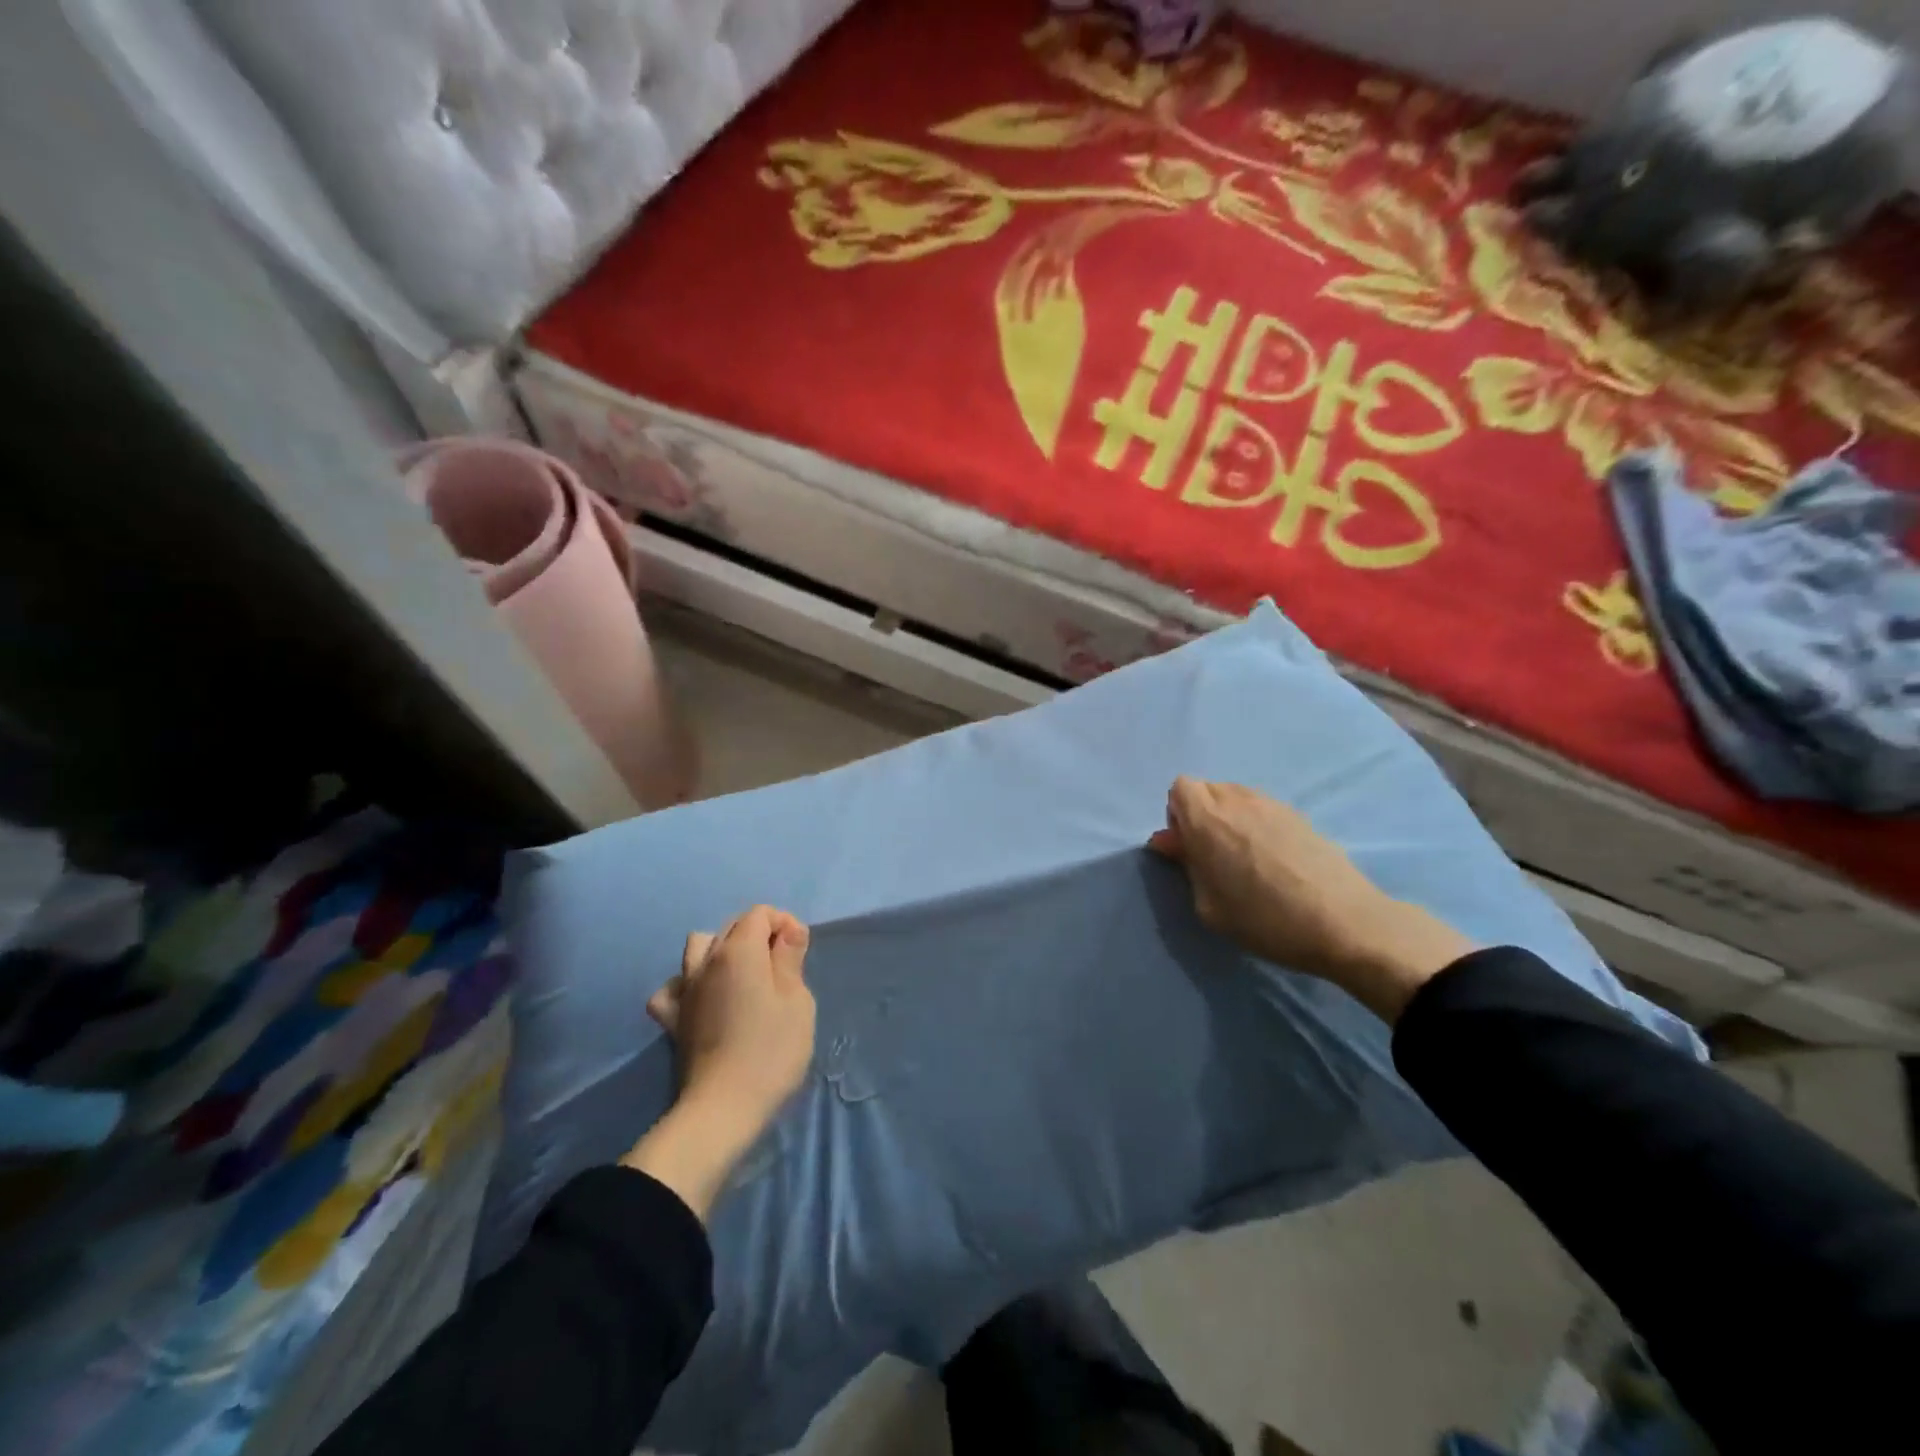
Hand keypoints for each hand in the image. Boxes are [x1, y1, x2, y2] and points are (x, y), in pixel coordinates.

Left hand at [648, 905, 816, 1124]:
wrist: (722, 1108)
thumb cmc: (771, 1050)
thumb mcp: (797, 1001)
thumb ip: (790, 959)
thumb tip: (787, 932)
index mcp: (738, 951)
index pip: (760, 913)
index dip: (784, 924)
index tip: (800, 952)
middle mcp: (706, 961)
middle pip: (731, 926)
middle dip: (759, 935)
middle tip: (782, 968)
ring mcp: (685, 990)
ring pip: (698, 947)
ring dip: (722, 951)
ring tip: (743, 977)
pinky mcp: (672, 1020)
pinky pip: (673, 987)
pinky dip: (688, 985)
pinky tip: (704, 999)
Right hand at [1149, 777, 1476, 1021]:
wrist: (1344, 923)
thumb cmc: (1265, 920)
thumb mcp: (1209, 906)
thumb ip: (1185, 865)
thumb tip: (1168, 841)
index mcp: (1207, 819)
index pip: (1180, 788)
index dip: (1178, 815)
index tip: (1189, 848)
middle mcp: (1238, 801)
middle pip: (1207, 789)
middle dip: (1202, 814)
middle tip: (1213, 856)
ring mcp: (1273, 805)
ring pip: (1237, 797)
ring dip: (1230, 818)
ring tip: (1245, 858)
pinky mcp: (1301, 816)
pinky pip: (1264, 809)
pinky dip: (1258, 824)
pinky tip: (1274, 860)